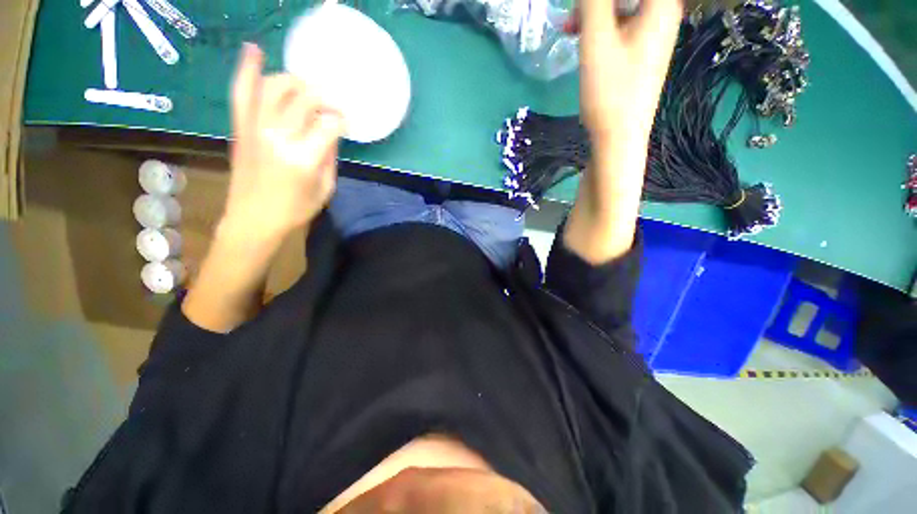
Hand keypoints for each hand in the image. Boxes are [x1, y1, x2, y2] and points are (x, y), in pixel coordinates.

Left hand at [223, 43, 343, 242]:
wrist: (253, 219)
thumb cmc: (295, 209)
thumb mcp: (325, 188)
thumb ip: (330, 156)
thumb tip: (332, 132)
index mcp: (304, 158)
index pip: (329, 124)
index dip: (341, 120)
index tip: (345, 123)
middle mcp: (278, 136)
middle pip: (305, 98)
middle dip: (324, 97)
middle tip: (331, 105)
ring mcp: (255, 127)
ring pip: (276, 87)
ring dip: (296, 82)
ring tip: (307, 88)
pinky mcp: (241, 127)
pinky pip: (242, 91)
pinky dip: (247, 69)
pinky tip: (254, 49)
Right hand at [578, 0, 681, 146]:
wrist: (618, 136)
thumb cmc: (610, 90)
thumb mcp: (596, 40)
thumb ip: (593, 2)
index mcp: (661, 4)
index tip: (584, 6)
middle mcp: (663, 14)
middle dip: (597, 2)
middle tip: (573, 14)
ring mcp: (652, 34)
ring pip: (623, 6)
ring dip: (595, 12)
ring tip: (568, 27)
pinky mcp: (641, 52)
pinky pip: (621, 25)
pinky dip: (600, 27)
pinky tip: (581, 38)